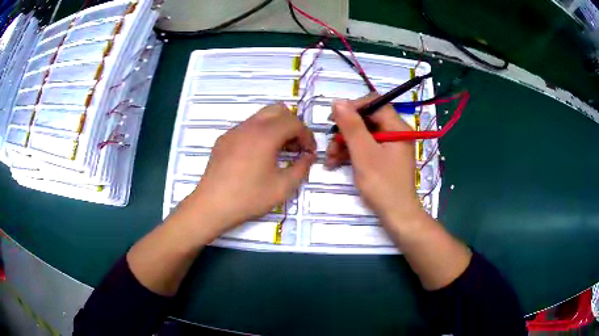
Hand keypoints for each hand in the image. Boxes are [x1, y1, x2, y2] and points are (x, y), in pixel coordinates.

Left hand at [181, 103, 315, 237]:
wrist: (212, 205)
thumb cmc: (249, 197)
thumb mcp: (283, 187)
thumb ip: (302, 168)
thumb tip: (308, 157)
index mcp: (265, 135)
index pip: (294, 122)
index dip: (307, 136)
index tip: (309, 152)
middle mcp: (249, 126)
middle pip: (278, 110)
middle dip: (292, 125)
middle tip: (296, 146)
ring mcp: (234, 131)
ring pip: (261, 117)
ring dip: (276, 128)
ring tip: (279, 152)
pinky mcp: (224, 140)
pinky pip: (247, 128)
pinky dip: (260, 134)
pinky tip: (257, 157)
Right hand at [326, 96, 423, 229]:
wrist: (397, 215)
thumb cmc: (382, 184)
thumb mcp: (363, 153)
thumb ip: (351, 126)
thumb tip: (338, 101)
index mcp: (397, 127)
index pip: (374, 103)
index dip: (353, 107)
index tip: (334, 118)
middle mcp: (395, 132)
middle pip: (367, 120)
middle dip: (345, 131)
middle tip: (330, 144)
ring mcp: (390, 146)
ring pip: (363, 135)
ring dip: (345, 144)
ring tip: (329, 159)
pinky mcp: (384, 158)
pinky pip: (366, 147)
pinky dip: (351, 153)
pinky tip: (336, 163)